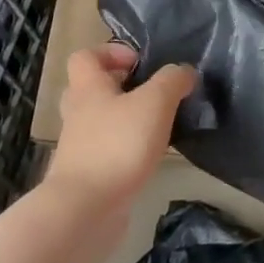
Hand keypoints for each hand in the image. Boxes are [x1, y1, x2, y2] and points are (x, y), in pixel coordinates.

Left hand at [42, 44, 195, 221]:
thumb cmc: (118, 145)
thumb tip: (184, 72)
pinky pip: (108, 150)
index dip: (110, 52)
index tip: (140, 62)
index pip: (85, 56)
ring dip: (127, 120)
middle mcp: (79, 114)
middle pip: (92, 89)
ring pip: (101, 121)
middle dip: (121, 87)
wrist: (85, 210)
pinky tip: (152, 156)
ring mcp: (80, 147)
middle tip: (151, 93)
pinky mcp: (89, 175)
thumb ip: (172, 81)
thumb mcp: (155, 103)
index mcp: (88, 88)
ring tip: (158, 125)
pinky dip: (127, 149)